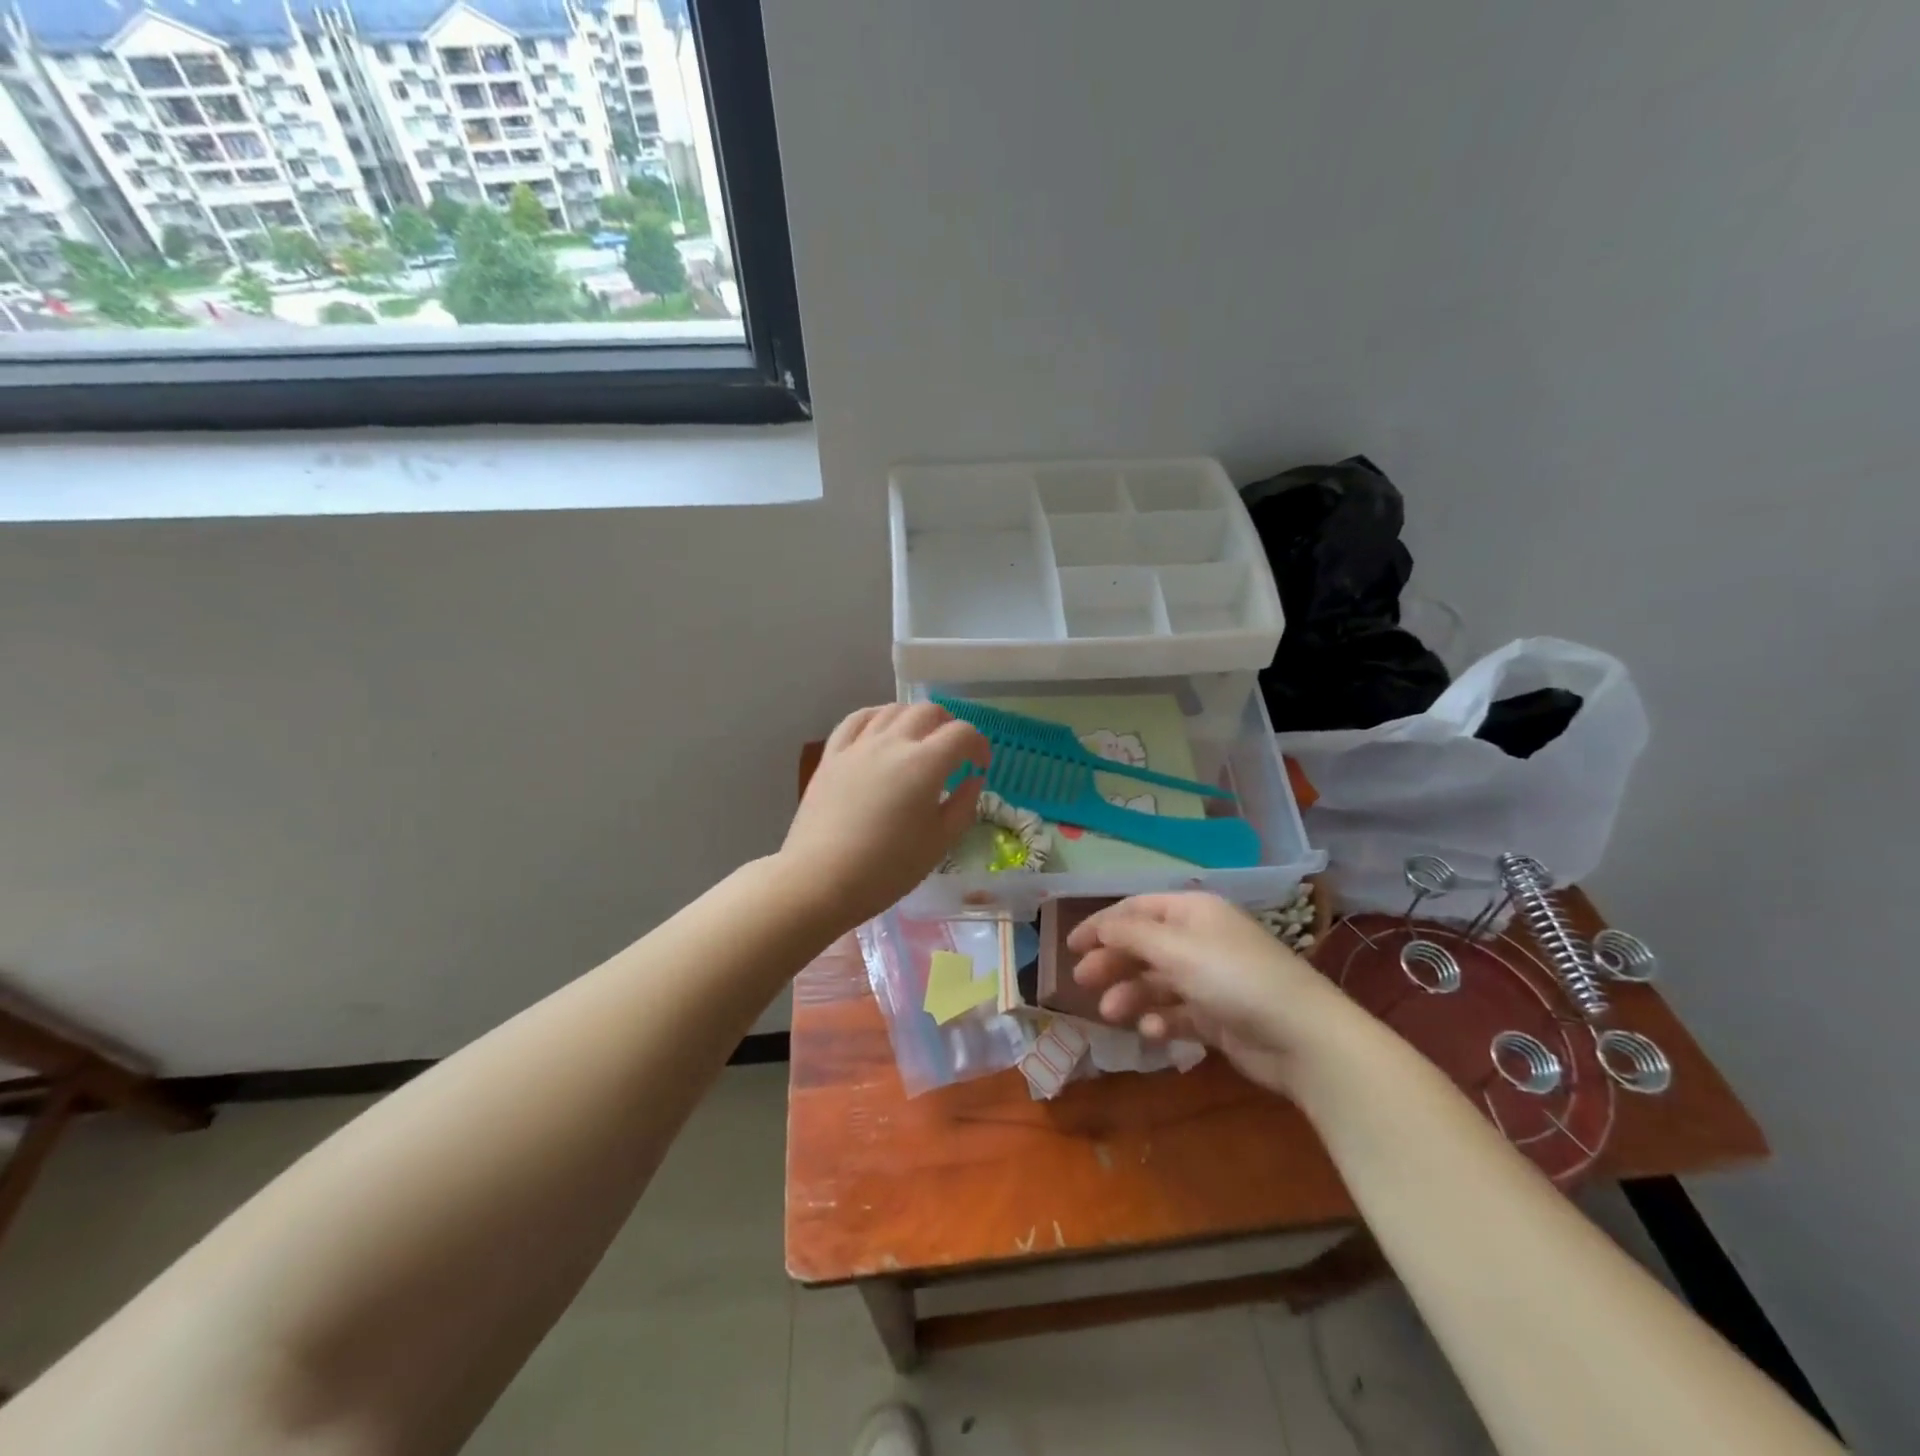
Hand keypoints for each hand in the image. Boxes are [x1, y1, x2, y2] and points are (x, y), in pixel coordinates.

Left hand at [782, 702, 988, 927]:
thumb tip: (973, 780)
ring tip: (919, 740)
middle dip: (949, 726)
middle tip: (953, 752)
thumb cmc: (887, 868)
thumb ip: (963, 806)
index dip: (979, 745)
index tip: (980, 766)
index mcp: (925, 764)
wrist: (820, 879)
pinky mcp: (832, 756)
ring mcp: (858, 746)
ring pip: (892, 710)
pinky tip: (880, 730)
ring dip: (914, 718)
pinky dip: (876, 717)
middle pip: (928, 711)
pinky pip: (856, 720)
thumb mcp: (939, 844)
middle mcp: (892, 743)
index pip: (962, 734)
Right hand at [1069, 892, 1364, 1094]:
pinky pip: (1178, 1012)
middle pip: (1144, 945)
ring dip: (1132, 995)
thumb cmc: (1233, 978)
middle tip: (1083, 982)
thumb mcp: (1176, 949)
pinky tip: (1154, 1032)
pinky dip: (1161, 1020)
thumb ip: (1130, 934)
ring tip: (1114, 1014)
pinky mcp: (1218, 1016)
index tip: (1071, 946)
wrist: (1302, 1037)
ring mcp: (1210, 978)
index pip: (1137, 909)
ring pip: (1157, 981)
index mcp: (1193, 911)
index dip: (1102, 924)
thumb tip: (1099, 925)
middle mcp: (1200, 939)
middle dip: (1113, 962)